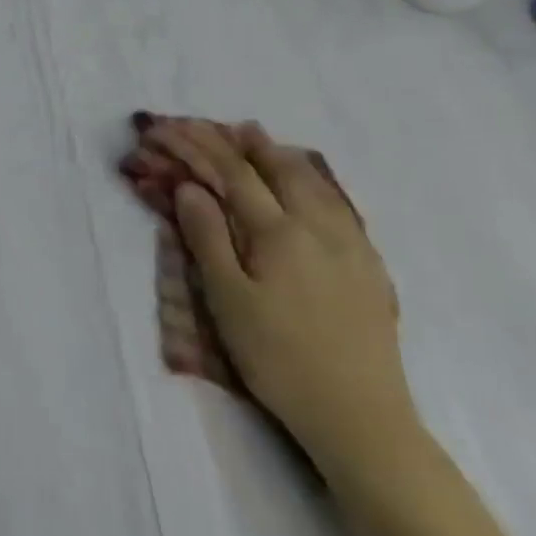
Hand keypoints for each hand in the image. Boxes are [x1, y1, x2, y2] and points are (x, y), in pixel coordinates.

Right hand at [146, 120, 415, 471]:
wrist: (358, 412)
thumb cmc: (276, 355)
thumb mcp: (227, 298)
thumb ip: (208, 237)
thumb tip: (190, 188)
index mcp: (278, 233)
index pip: (232, 175)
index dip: (197, 148)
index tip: (168, 130)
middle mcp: (318, 227)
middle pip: (275, 169)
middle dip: (238, 142)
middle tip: (212, 124)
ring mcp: (350, 245)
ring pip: (313, 182)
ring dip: (278, 155)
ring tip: (257, 138)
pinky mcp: (367, 266)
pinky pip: (337, 204)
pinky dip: (312, 180)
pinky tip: (308, 185)